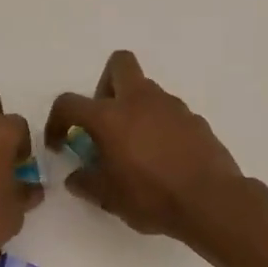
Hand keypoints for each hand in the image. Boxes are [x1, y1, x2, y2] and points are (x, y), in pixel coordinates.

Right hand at [44, 50, 243, 241]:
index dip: (57, 121)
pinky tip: (162, 157)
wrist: (210, 202)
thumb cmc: (151, 197)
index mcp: (110, 117)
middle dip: (105, 85)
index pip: (69, 103)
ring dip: (134, 109)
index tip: (60, 144)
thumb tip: (76, 177)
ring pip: (146, 90)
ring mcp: (172, 106)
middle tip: (105, 121)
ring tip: (135, 148)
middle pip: (119, 64)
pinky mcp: (195, 119)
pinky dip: (159, 126)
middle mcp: (140, 101)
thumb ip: (86, 182)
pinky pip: (168, 113)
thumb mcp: (108, 198)